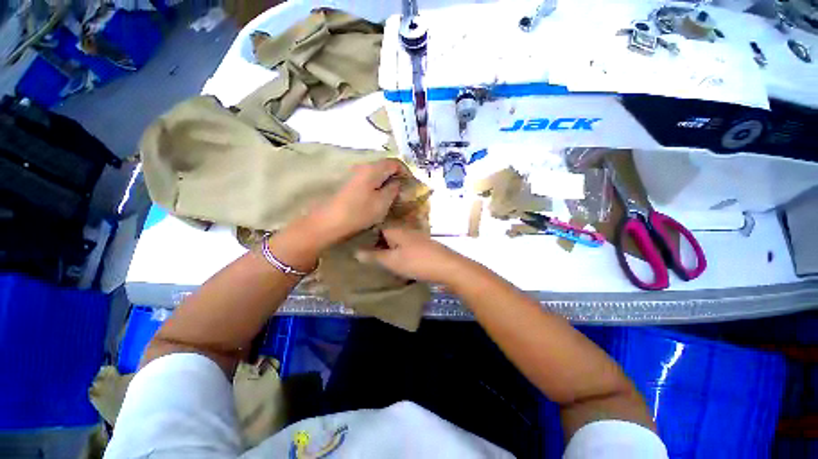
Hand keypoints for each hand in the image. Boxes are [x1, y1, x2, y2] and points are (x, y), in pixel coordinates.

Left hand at [305, 159, 407, 248]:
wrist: (330, 222)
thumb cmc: (359, 212)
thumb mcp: (382, 202)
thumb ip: (393, 189)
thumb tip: (397, 182)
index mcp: (373, 169)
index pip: (395, 162)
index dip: (406, 171)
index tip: (411, 184)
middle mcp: (363, 167)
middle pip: (385, 166)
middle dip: (397, 177)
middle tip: (404, 191)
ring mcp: (355, 175)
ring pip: (378, 174)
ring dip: (388, 182)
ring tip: (395, 195)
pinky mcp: (351, 184)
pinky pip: (370, 180)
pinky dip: (379, 186)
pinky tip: (381, 197)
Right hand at [355, 227, 465, 283]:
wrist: (447, 266)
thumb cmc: (417, 262)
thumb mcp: (392, 261)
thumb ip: (374, 256)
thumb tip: (355, 252)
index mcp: (396, 230)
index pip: (376, 229)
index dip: (366, 238)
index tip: (358, 248)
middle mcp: (405, 230)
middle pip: (387, 235)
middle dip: (377, 245)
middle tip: (367, 258)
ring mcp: (416, 237)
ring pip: (397, 241)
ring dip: (389, 250)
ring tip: (381, 261)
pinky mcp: (424, 245)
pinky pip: (406, 247)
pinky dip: (400, 253)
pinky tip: (399, 262)